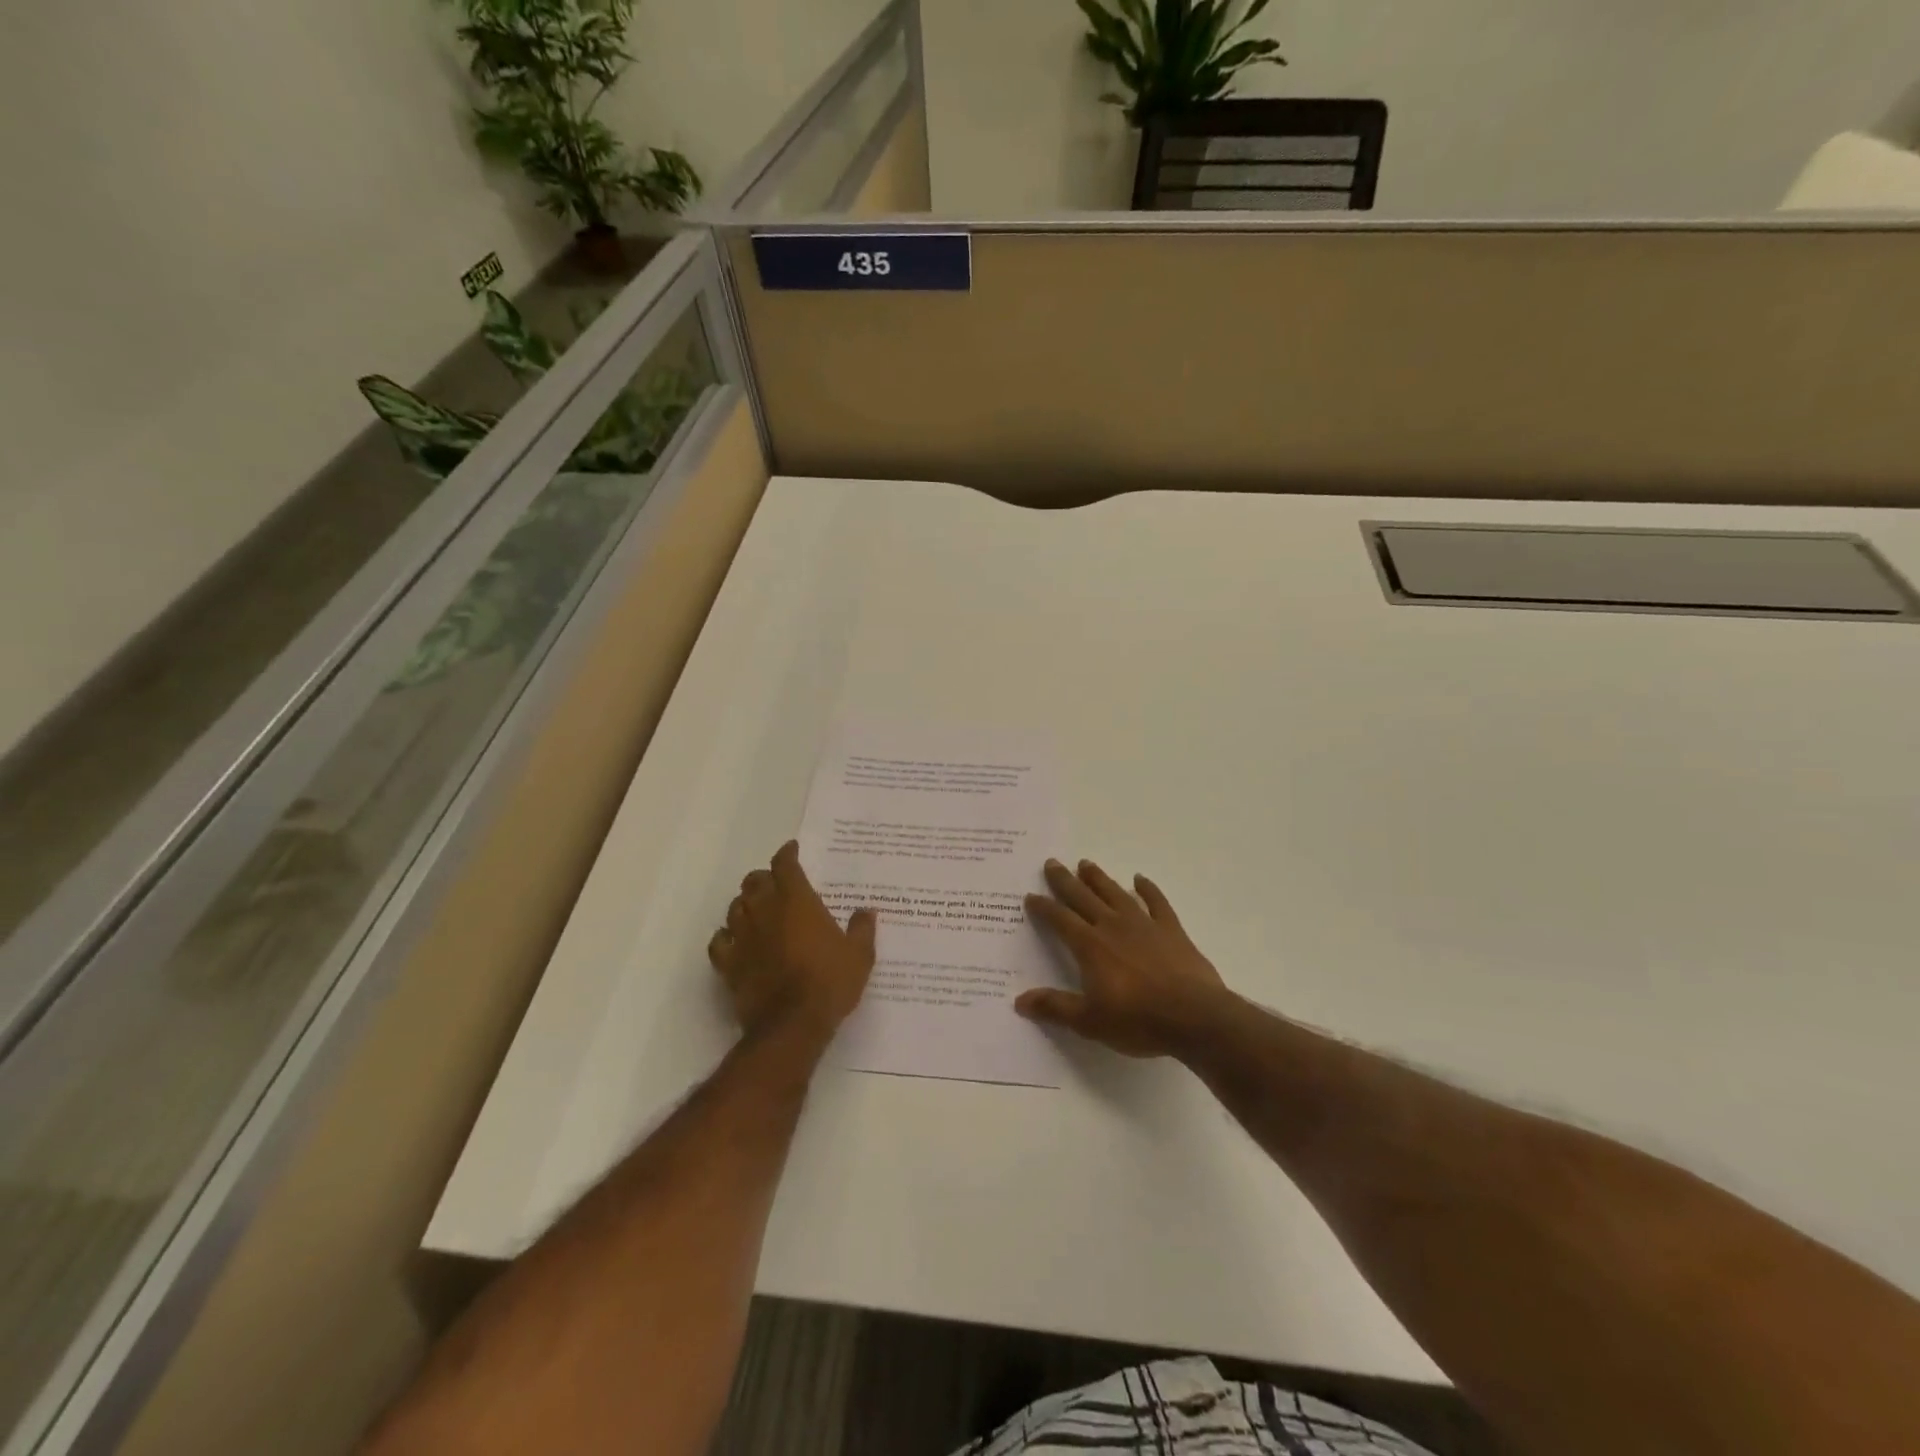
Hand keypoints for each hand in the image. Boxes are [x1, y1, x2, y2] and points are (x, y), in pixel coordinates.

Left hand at [707, 841, 875, 1041]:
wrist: (792, 1025)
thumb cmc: (830, 982)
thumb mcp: (860, 955)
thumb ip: (862, 929)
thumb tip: (866, 911)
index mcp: (797, 901)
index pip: (785, 865)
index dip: (787, 854)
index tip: (793, 850)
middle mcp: (765, 911)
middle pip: (755, 881)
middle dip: (765, 878)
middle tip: (777, 883)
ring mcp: (743, 937)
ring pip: (735, 907)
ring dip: (745, 903)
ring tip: (757, 909)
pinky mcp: (728, 964)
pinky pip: (719, 941)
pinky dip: (726, 936)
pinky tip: (734, 940)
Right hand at [1019, 859, 1230, 1058]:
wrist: (1195, 1017)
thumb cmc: (1139, 1021)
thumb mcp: (1090, 1021)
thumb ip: (1055, 1007)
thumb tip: (1020, 1000)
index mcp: (1090, 946)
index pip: (1060, 920)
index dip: (1044, 908)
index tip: (1030, 896)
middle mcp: (1113, 926)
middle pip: (1083, 897)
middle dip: (1065, 881)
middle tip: (1052, 862)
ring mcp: (1144, 924)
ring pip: (1115, 893)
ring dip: (1099, 878)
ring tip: (1085, 863)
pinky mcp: (1171, 930)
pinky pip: (1156, 902)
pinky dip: (1147, 889)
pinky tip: (1140, 879)